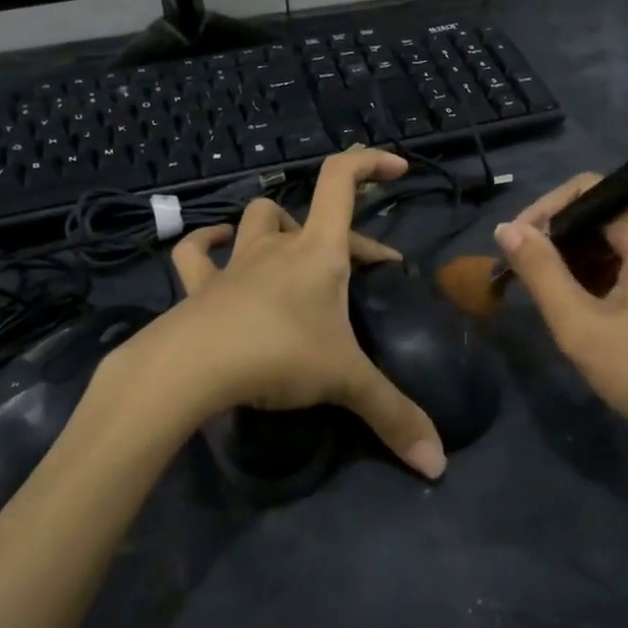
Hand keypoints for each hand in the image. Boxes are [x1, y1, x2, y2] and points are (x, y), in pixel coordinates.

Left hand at [110, 148, 446, 479]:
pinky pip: (196, 252)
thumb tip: (438, 463)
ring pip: (257, 219)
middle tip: (366, 270)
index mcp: (319, 252)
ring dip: (278, 226)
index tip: (397, 169)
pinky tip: (216, 245)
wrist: (190, 369)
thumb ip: (393, 417)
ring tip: (294, 248)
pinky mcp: (199, 286)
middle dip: (344, 235)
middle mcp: (278, 246)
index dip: (370, 163)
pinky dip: (208, 244)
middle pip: (310, 213)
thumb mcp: (345, 383)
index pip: (341, 181)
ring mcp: (235, 263)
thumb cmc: (277, 356)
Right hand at [493, 174, 627, 480]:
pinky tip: (597, 307)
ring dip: (586, 257)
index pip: (589, 191)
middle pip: (608, 211)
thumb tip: (507, 228)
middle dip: (563, 239)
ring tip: (561, 298)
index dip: (545, 212)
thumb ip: (540, 271)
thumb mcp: (580, 326)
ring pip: (625, 235)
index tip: (517, 247)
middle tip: (532, 279)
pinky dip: (613, 270)